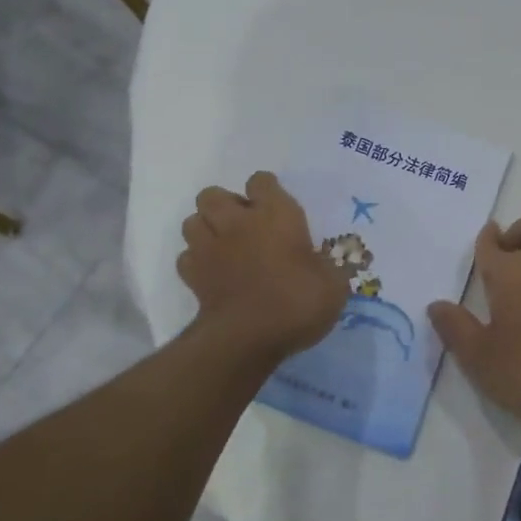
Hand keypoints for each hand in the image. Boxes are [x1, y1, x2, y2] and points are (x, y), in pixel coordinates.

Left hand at [178, 172, 348, 362]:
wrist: (247, 339)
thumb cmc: (296, 302)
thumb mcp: (333, 286)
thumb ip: (330, 269)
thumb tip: (329, 267)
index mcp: (276, 214)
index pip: (261, 181)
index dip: (267, 191)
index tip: (278, 208)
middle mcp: (238, 223)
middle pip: (213, 195)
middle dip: (225, 205)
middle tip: (245, 226)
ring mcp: (209, 248)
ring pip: (192, 221)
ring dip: (205, 229)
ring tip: (224, 246)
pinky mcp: (192, 276)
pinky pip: (186, 257)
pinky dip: (196, 261)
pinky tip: (213, 273)